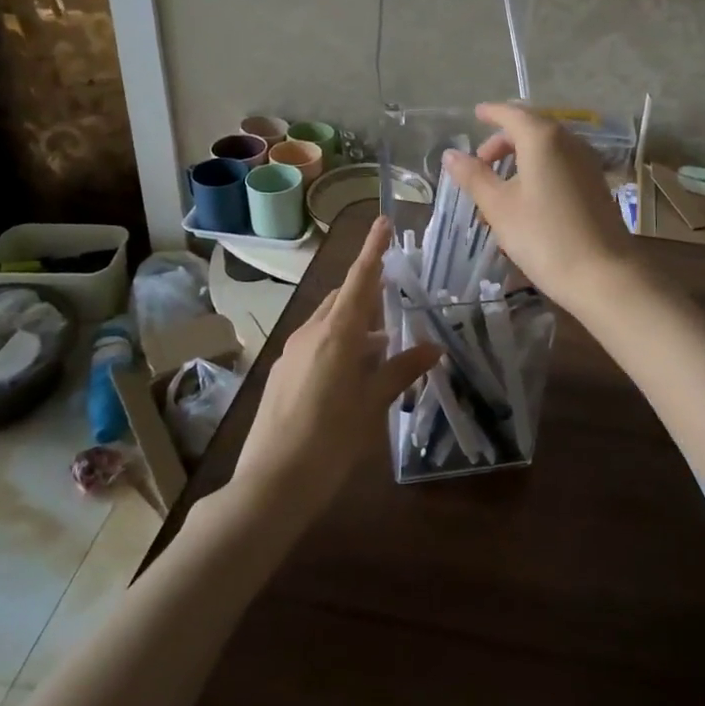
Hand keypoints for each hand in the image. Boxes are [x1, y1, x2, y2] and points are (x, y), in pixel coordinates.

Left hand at [231, 215, 441, 517]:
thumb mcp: (372, 405)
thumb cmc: (330, 441)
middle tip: (396, 300)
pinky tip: (352, 371)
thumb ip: (401, 370)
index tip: (383, 222)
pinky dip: (338, 343)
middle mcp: (310, 333)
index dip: (373, 250)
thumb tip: (433, 347)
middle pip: (343, 298)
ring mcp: (291, 352)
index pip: (360, 280)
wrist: (271, 484)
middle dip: (368, 292)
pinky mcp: (282, 372)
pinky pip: (315, 342)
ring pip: (328, 321)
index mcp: (335, 334)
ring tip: (382, 344)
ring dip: (355, 323)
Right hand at [441, 102, 638, 316]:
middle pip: (530, 129)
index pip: (511, 113)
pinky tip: (525, 200)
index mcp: (542, 138)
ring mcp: (586, 162)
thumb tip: (451, 154)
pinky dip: (538, 171)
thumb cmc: (543, 236)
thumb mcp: (499, 207)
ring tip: (497, 190)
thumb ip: (474, 176)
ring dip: (519, 160)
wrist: (603, 274)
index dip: (491, 112)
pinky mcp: (595, 184)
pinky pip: (560, 164)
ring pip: (546, 148)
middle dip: (502, 142)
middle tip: (480, 165)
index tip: (475, 115)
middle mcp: (568, 141)